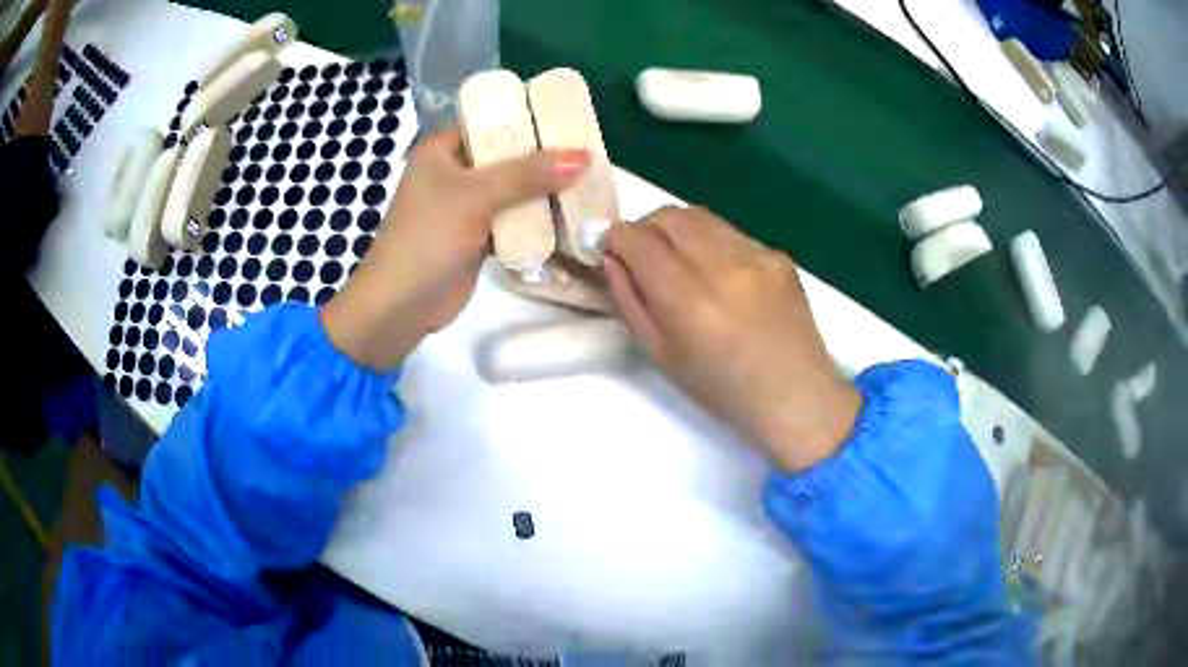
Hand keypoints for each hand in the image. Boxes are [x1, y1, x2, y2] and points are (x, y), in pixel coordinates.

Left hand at [321, 129, 589, 368]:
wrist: (400, 306)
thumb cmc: (427, 238)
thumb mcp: (476, 196)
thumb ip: (529, 174)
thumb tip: (584, 157)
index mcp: (442, 150)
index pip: (489, 122)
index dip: (528, 119)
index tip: (569, 120)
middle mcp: (454, 173)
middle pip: (507, 157)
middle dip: (544, 160)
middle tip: (589, 154)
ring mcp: (466, 207)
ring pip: (513, 191)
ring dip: (545, 192)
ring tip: (591, 182)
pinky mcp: (477, 237)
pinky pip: (513, 221)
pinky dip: (537, 221)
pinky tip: (571, 216)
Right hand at [603, 206, 860, 471]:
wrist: (795, 395)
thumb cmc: (721, 388)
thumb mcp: (660, 354)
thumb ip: (630, 301)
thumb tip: (613, 258)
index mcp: (687, 299)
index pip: (637, 238)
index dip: (615, 237)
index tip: (611, 249)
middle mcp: (722, 265)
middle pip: (668, 215)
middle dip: (645, 227)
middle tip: (643, 253)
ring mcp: (756, 255)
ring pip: (700, 216)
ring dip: (678, 231)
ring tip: (681, 261)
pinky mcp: (778, 254)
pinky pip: (731, 233)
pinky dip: (712, 243)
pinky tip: (722, 275)